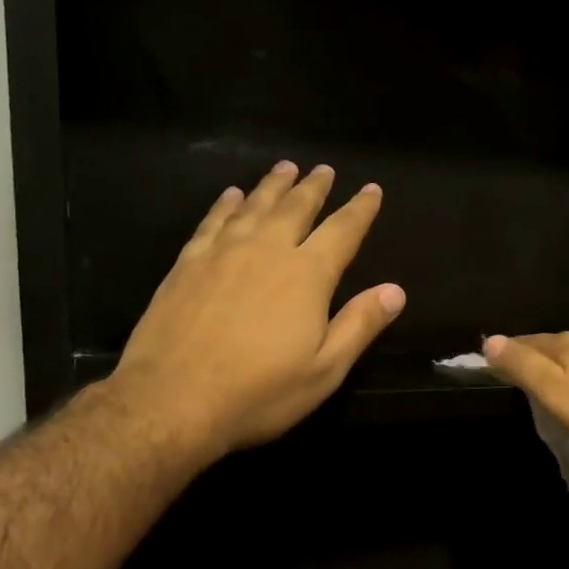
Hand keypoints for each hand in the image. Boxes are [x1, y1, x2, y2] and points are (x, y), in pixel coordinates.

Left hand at [111, 161, 404, 458]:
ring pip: (253, 206)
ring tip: (285, 168)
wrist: (172, 399)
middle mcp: (266, 250)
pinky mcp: (187, 264)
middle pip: (295, 207)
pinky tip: (231, 196)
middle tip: (324, 169)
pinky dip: (227, 204)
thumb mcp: (324, 370)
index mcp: (307, 275)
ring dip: (273, 186)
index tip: (372, 189)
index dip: (360, 209)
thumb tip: (395, 290)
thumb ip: (360, 325)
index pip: (342, 231)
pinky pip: (213, 221)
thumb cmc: (259, 392)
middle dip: (314, 187)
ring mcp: (222, 253)